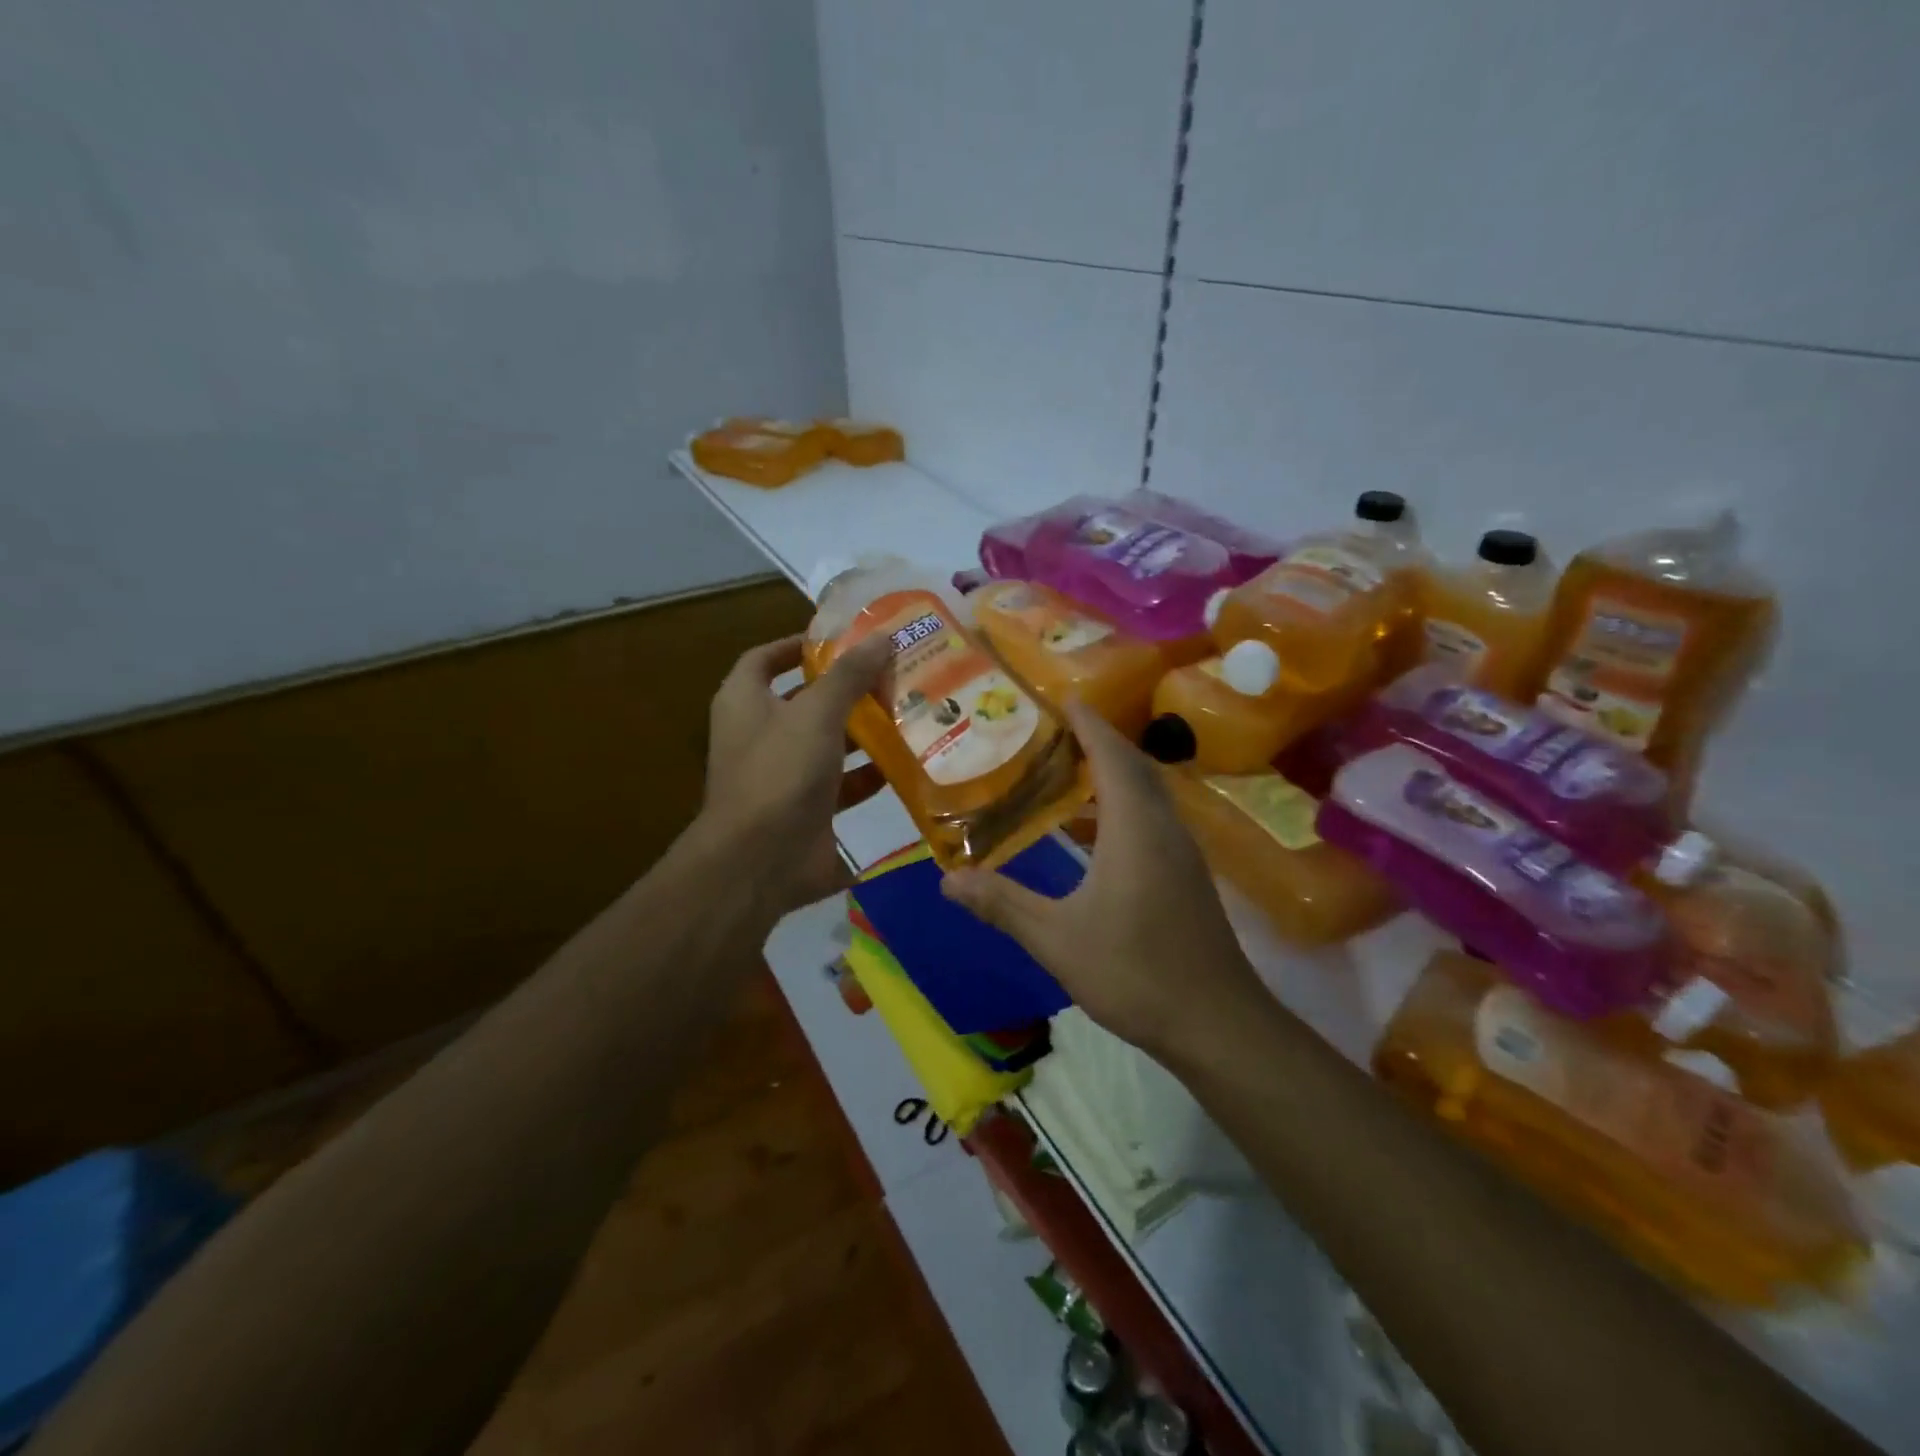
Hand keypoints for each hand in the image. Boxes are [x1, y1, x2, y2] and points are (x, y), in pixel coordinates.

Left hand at [698, 631, 890, 918]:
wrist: (761, 861)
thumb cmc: (780, 772)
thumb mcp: (816, 713)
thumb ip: (849, 675)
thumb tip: (882, 637)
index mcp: (745, 703)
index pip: (765, 659)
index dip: (798, 644)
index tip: (840, 637)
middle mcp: (761, 735)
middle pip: (805, 701)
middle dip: (847, 689)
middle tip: (893, 673)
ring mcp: (784, 776)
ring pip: (828, 743)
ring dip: (864, 732)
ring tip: (909, 712)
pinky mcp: (809, 810)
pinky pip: (843, 785)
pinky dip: (870, 775)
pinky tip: (906, 762)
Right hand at [940, 701, 1265, 1058]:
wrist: (1217, 1023)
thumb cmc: (1135, 972)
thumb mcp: (1057, 939)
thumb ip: (1002, 904)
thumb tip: (946, 880)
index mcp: (1135, 828)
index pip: (1111, 755)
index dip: (1088, 723)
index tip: (1062, 696)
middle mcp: (1164, 827)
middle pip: (1133, 766)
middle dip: (1097, 741)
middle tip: (1054, 730)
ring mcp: (1181, 852)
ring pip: (1146, 794)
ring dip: (1111, 773)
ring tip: (1066, 770)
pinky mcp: (1186, 876)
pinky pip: (1152, 819)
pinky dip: (1121, 806)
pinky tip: (1093, 831)